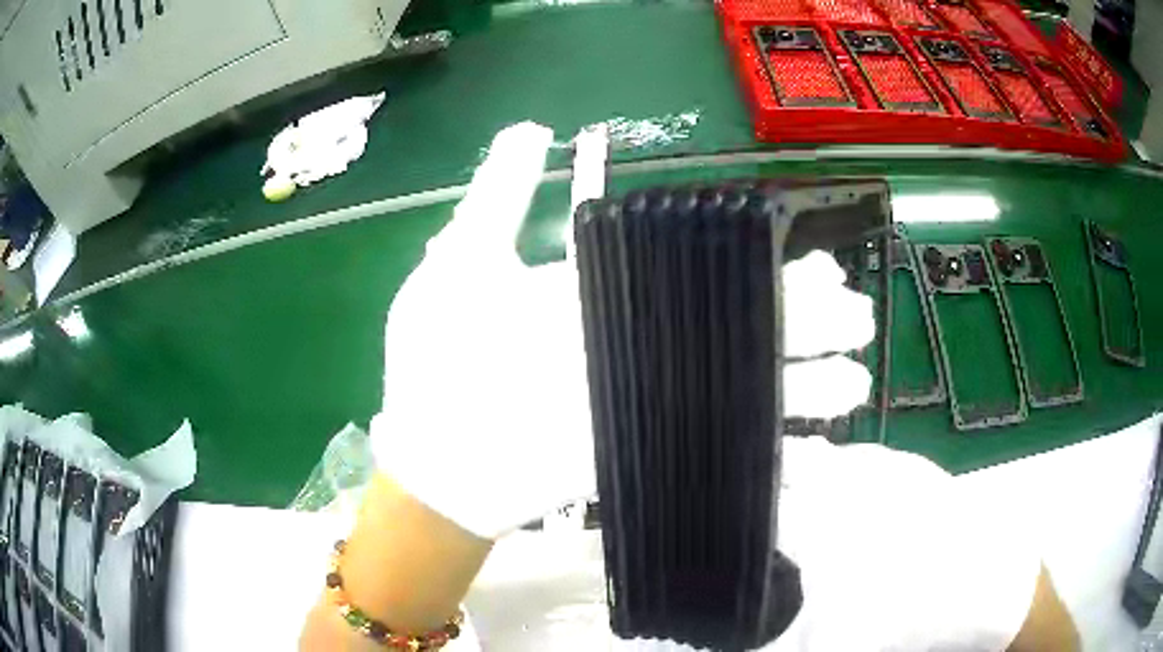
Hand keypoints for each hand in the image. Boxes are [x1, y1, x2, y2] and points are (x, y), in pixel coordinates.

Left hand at [370, 122, 873, 539]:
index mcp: (605, 296)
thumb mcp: (460, 266)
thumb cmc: (435, 361)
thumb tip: (531, 127)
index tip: (817, 266)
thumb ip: (497, 197)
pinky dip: (761, 466)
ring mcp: (644, 403)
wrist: (431, 457)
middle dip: (802, 328)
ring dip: (799, 393)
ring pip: (738, 392)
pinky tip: (811, 468)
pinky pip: (712, 458)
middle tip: (858, 321)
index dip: (761, 269)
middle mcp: (637, 344)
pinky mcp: (641, 455)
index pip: (702, 271)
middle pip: (736, 330)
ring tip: (853, 387)